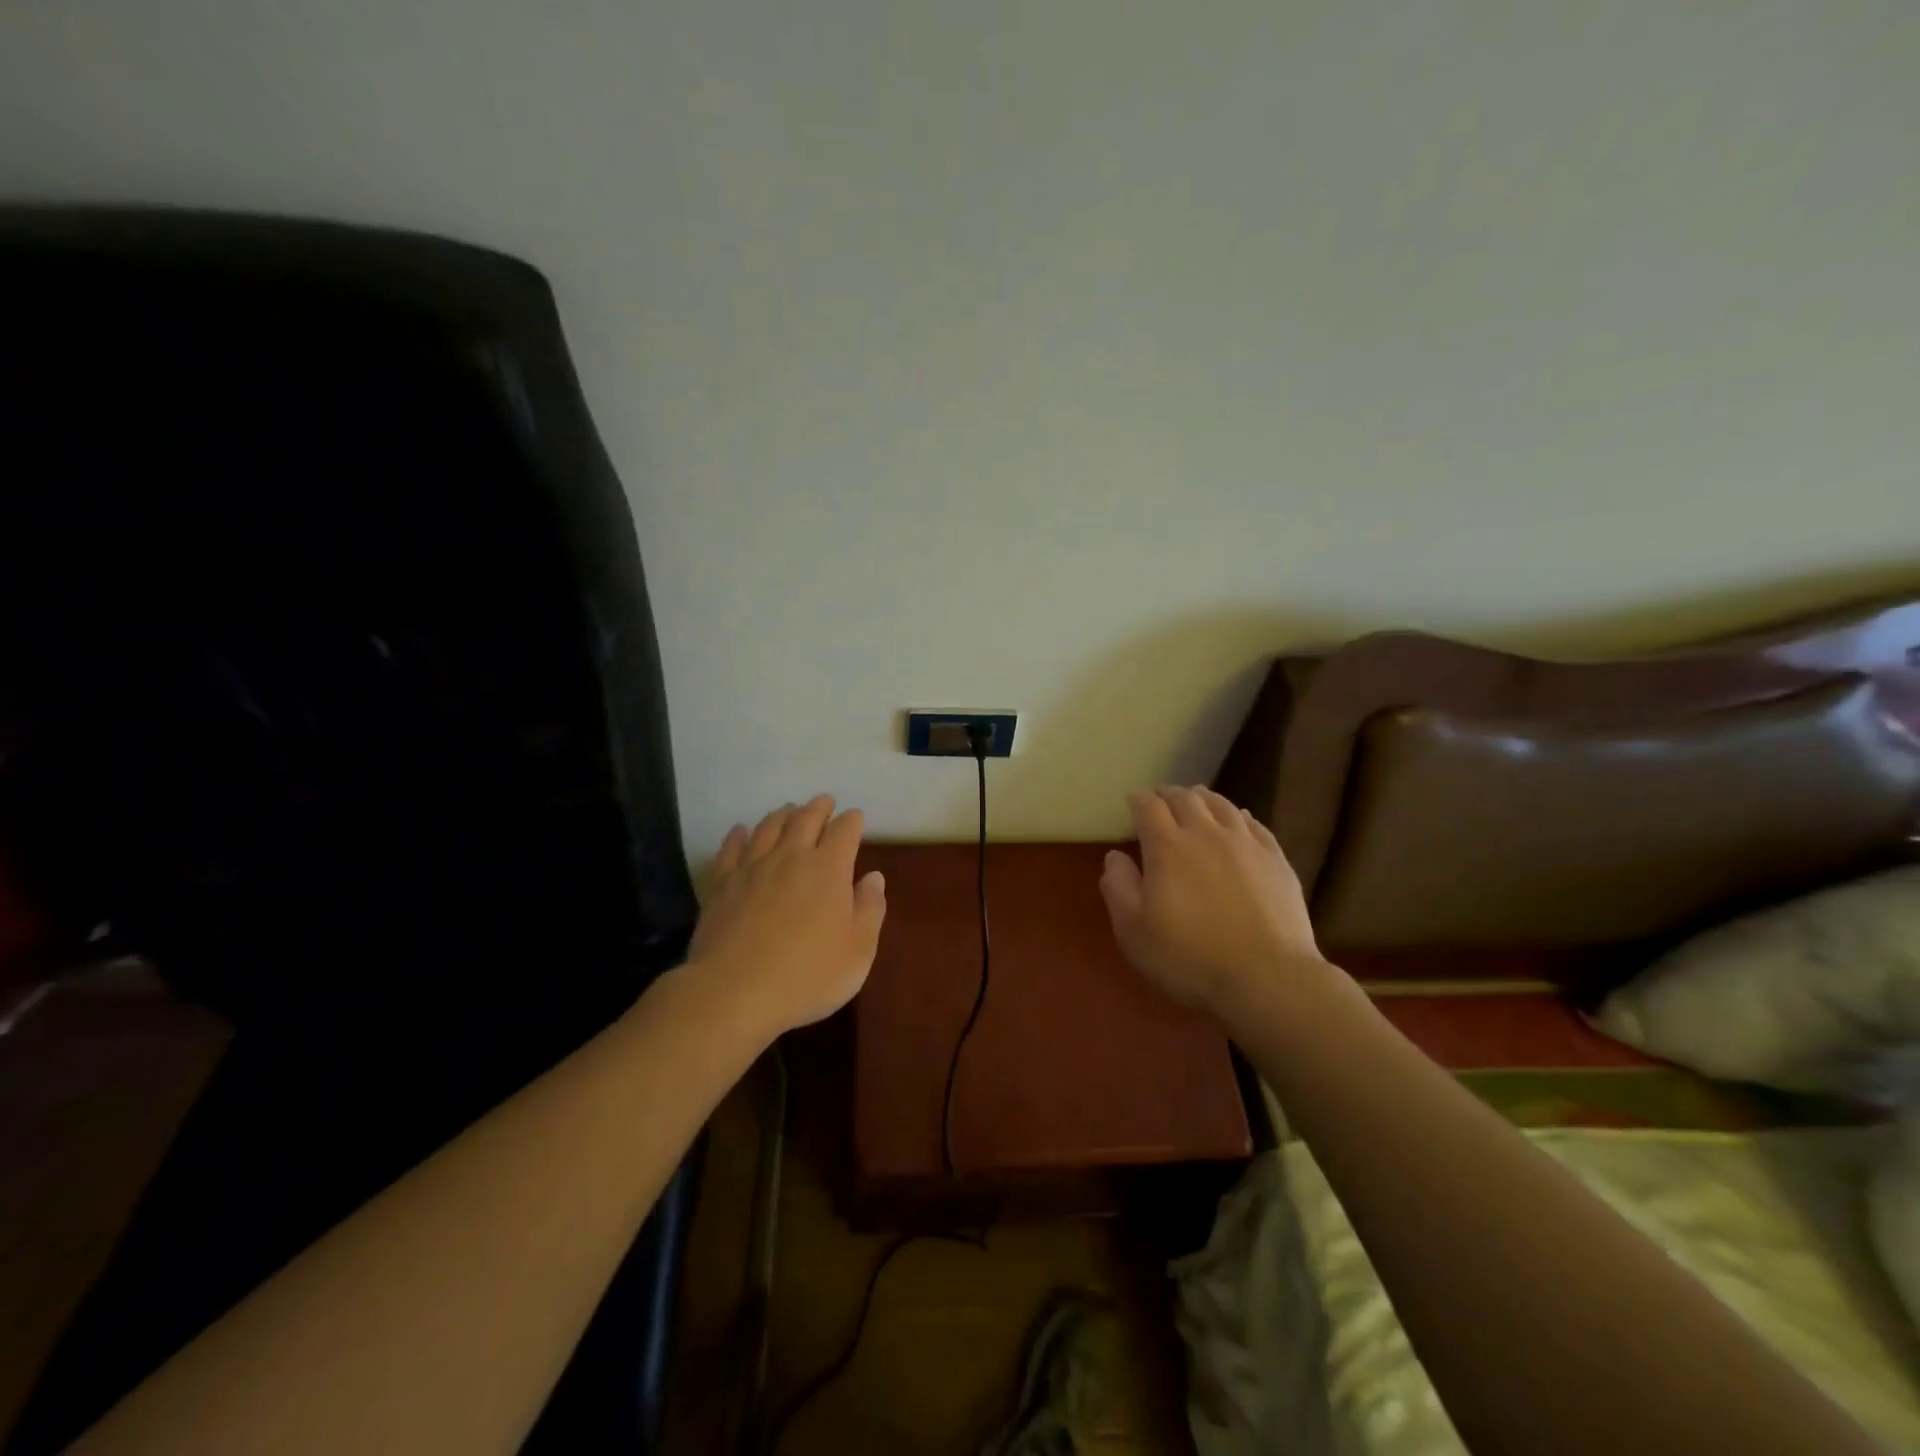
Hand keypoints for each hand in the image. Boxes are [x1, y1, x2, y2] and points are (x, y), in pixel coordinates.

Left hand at [688, 795, 886, 1040]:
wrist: (734, 992)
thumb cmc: (807, 975)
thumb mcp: (858, 951)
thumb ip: (870, 909)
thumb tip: (873, 878)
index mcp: (828, 868)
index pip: (844, 830)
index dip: (852, 821)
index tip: (856, 818)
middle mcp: (791, 857)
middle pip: (805, 819)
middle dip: (818, 807)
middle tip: (824, 802)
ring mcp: (752, 868)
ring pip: (768, 827)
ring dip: (782, 814)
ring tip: (789, 810)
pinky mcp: (722, 884)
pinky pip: (731, 849)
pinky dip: (739, 835)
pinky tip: (741, 831)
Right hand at [1099, 786, 1323, 1018]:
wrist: (1267, 977)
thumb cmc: (1189, 957)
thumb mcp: (1134, 931)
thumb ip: (1118, 887)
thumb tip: (1115, 856)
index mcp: (1167, 847)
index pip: (1149, 807)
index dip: (1138, 800)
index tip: (1132, 802)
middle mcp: (1206, 833)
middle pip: (1185, 798)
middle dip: (1168, 794)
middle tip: (1160, 798)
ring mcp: (1245, 843)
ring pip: (1221, 805)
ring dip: (1203, 798)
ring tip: (1196, 799)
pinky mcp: (1276, 859)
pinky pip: (1254, 824)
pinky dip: (1238, 815)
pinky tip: (1238, 820)